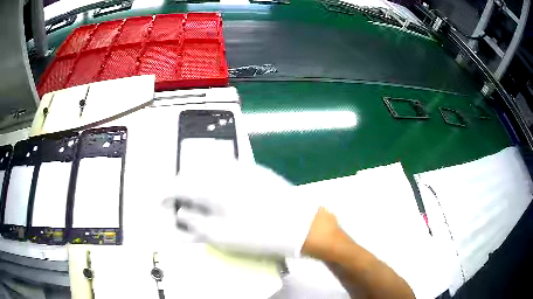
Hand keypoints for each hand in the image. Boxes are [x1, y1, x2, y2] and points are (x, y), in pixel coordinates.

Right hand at [162, 162, 318, 256]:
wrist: (302, 224)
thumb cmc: (260, 234)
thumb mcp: (223, 237)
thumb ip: (196, 224)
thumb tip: (181, 214)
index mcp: (214, 187)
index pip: (180, 185)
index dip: (165, 193)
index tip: (158, 201)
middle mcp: (226, 171)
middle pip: (193, 172)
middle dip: (181, 185)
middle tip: (178, 200)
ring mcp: (244, 168)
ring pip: (209, 168)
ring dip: (197, 179)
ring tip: (196, 196)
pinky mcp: (257, 171)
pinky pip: (227, 168)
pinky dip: (215, 177)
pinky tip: (220, 190)